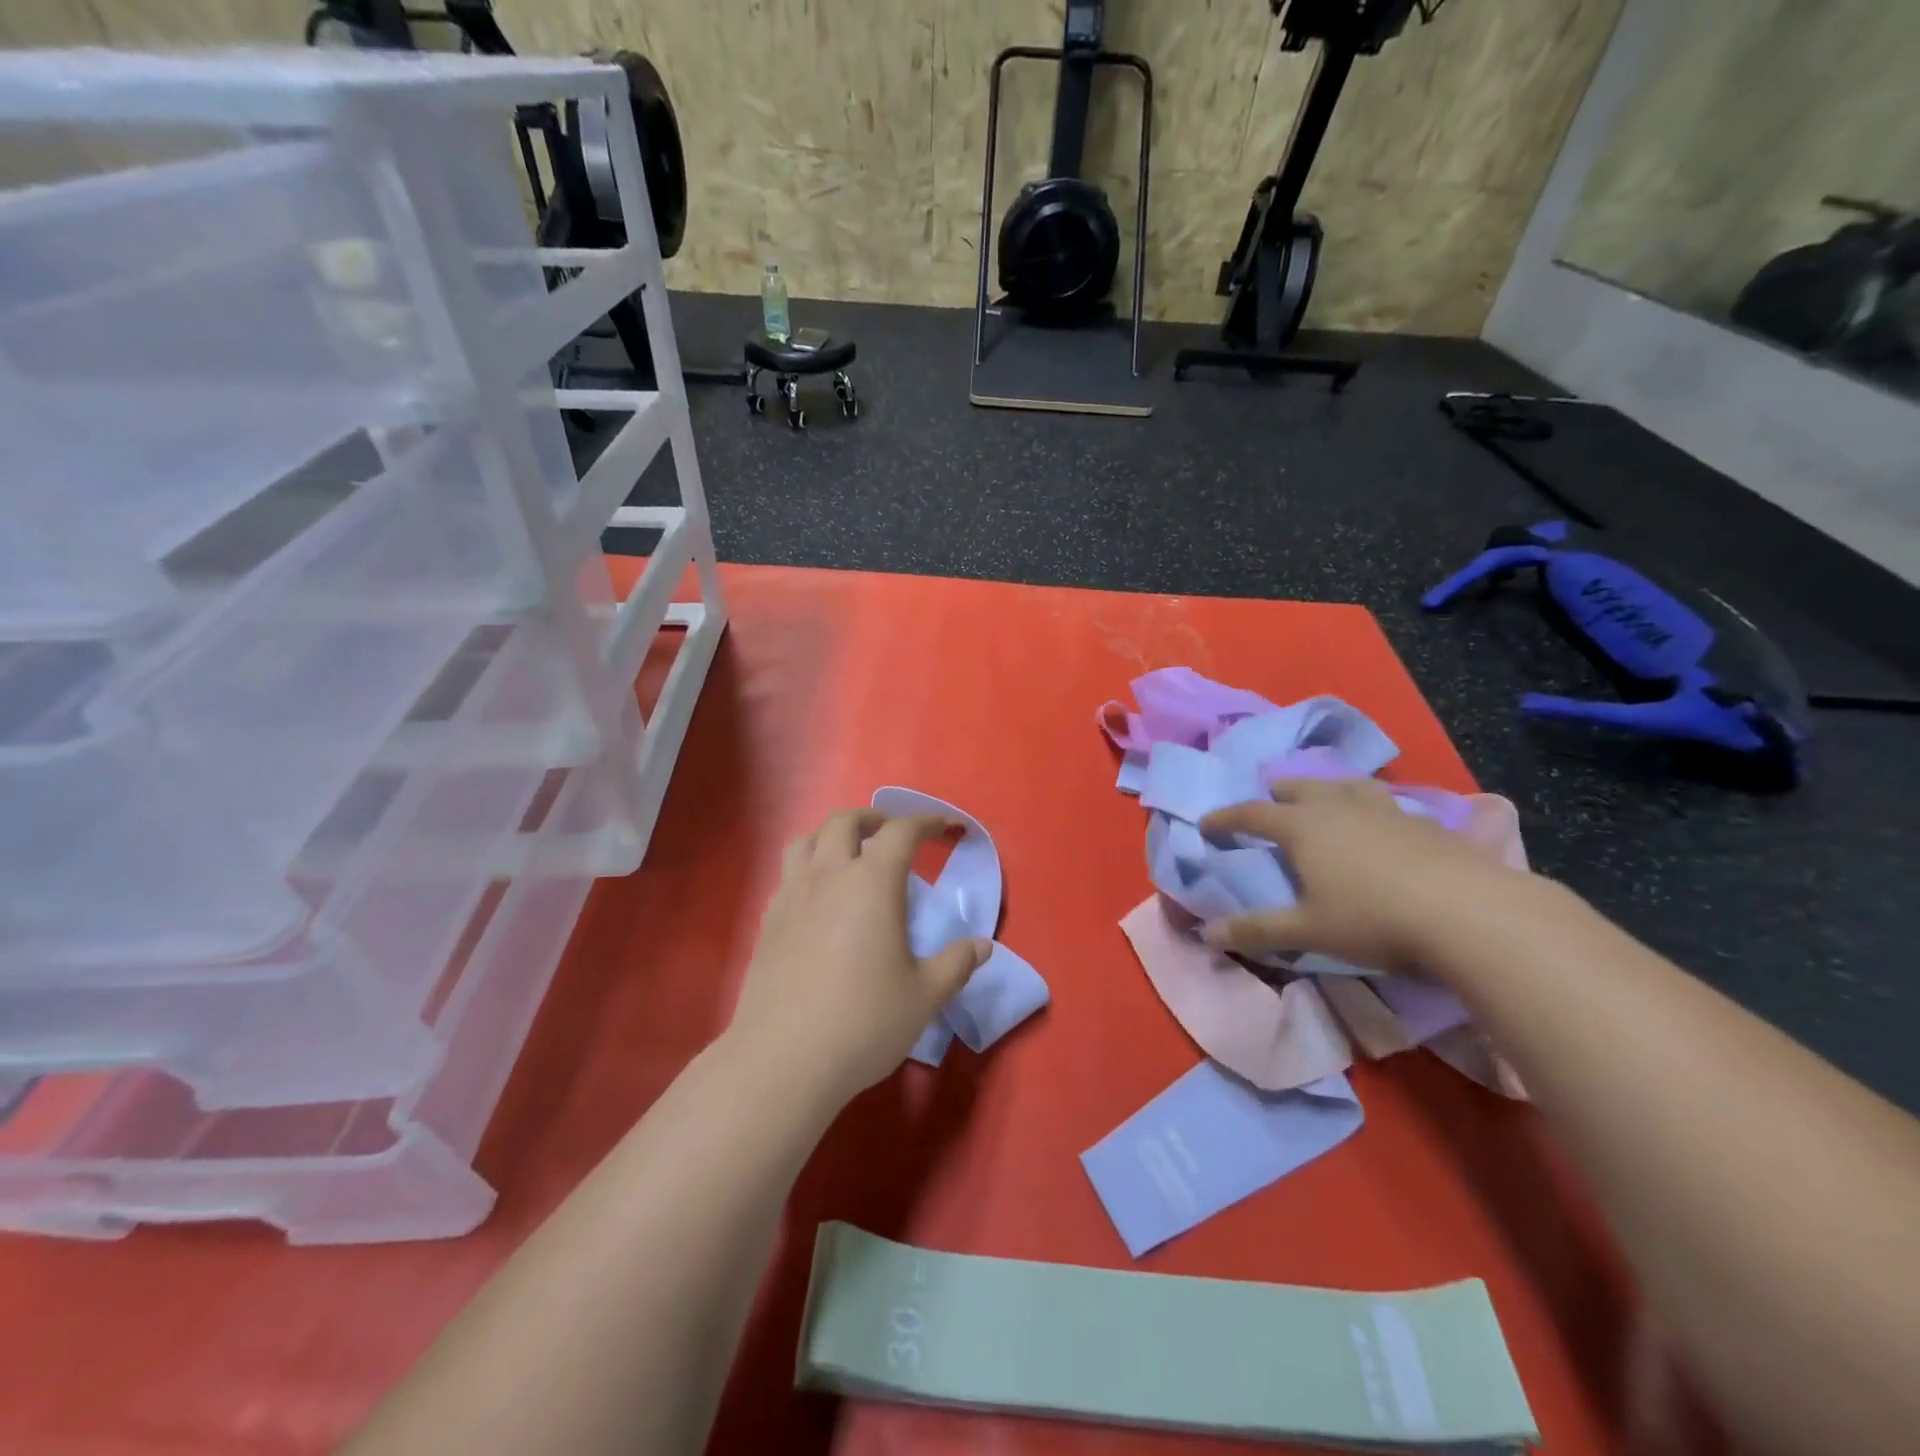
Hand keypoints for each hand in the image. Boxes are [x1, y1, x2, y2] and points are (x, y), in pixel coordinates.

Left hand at [727, 809, 990, 1103]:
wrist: (783, 1060)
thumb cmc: (864, 1022)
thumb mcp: (924, 997)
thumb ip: (956, 964)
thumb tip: (982, 946)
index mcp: (872, 883)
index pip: (902, 832)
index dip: (928, 822)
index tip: (947, 828)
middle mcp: (828, 876)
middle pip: (844, 821)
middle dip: (873, 818)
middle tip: (892, 834)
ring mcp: (791, 897)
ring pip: (804, 841)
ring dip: (830, 836)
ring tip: (848, 856)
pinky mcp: (767, 923)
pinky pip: (787, 876)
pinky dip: (807, 870)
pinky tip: (818, 901)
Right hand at [1199, 778, 1527, 975]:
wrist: (1470, 914)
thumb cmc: (1373, 919)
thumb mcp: (1307, 931)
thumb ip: (1255, 930)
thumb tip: (1205, 934)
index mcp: (1302, 826)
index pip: (1251, 814)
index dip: (1225, 819)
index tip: (1207, 825)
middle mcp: (1338, 807)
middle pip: (1299, 787)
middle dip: (1276, 793)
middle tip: (1268, 799)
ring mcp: (1384, 809)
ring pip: (1345, 786)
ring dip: (1326, 788)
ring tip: (1323, 797)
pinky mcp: (1424, 822)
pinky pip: (1385, 802)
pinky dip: (1368, 805)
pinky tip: (1380, 823)